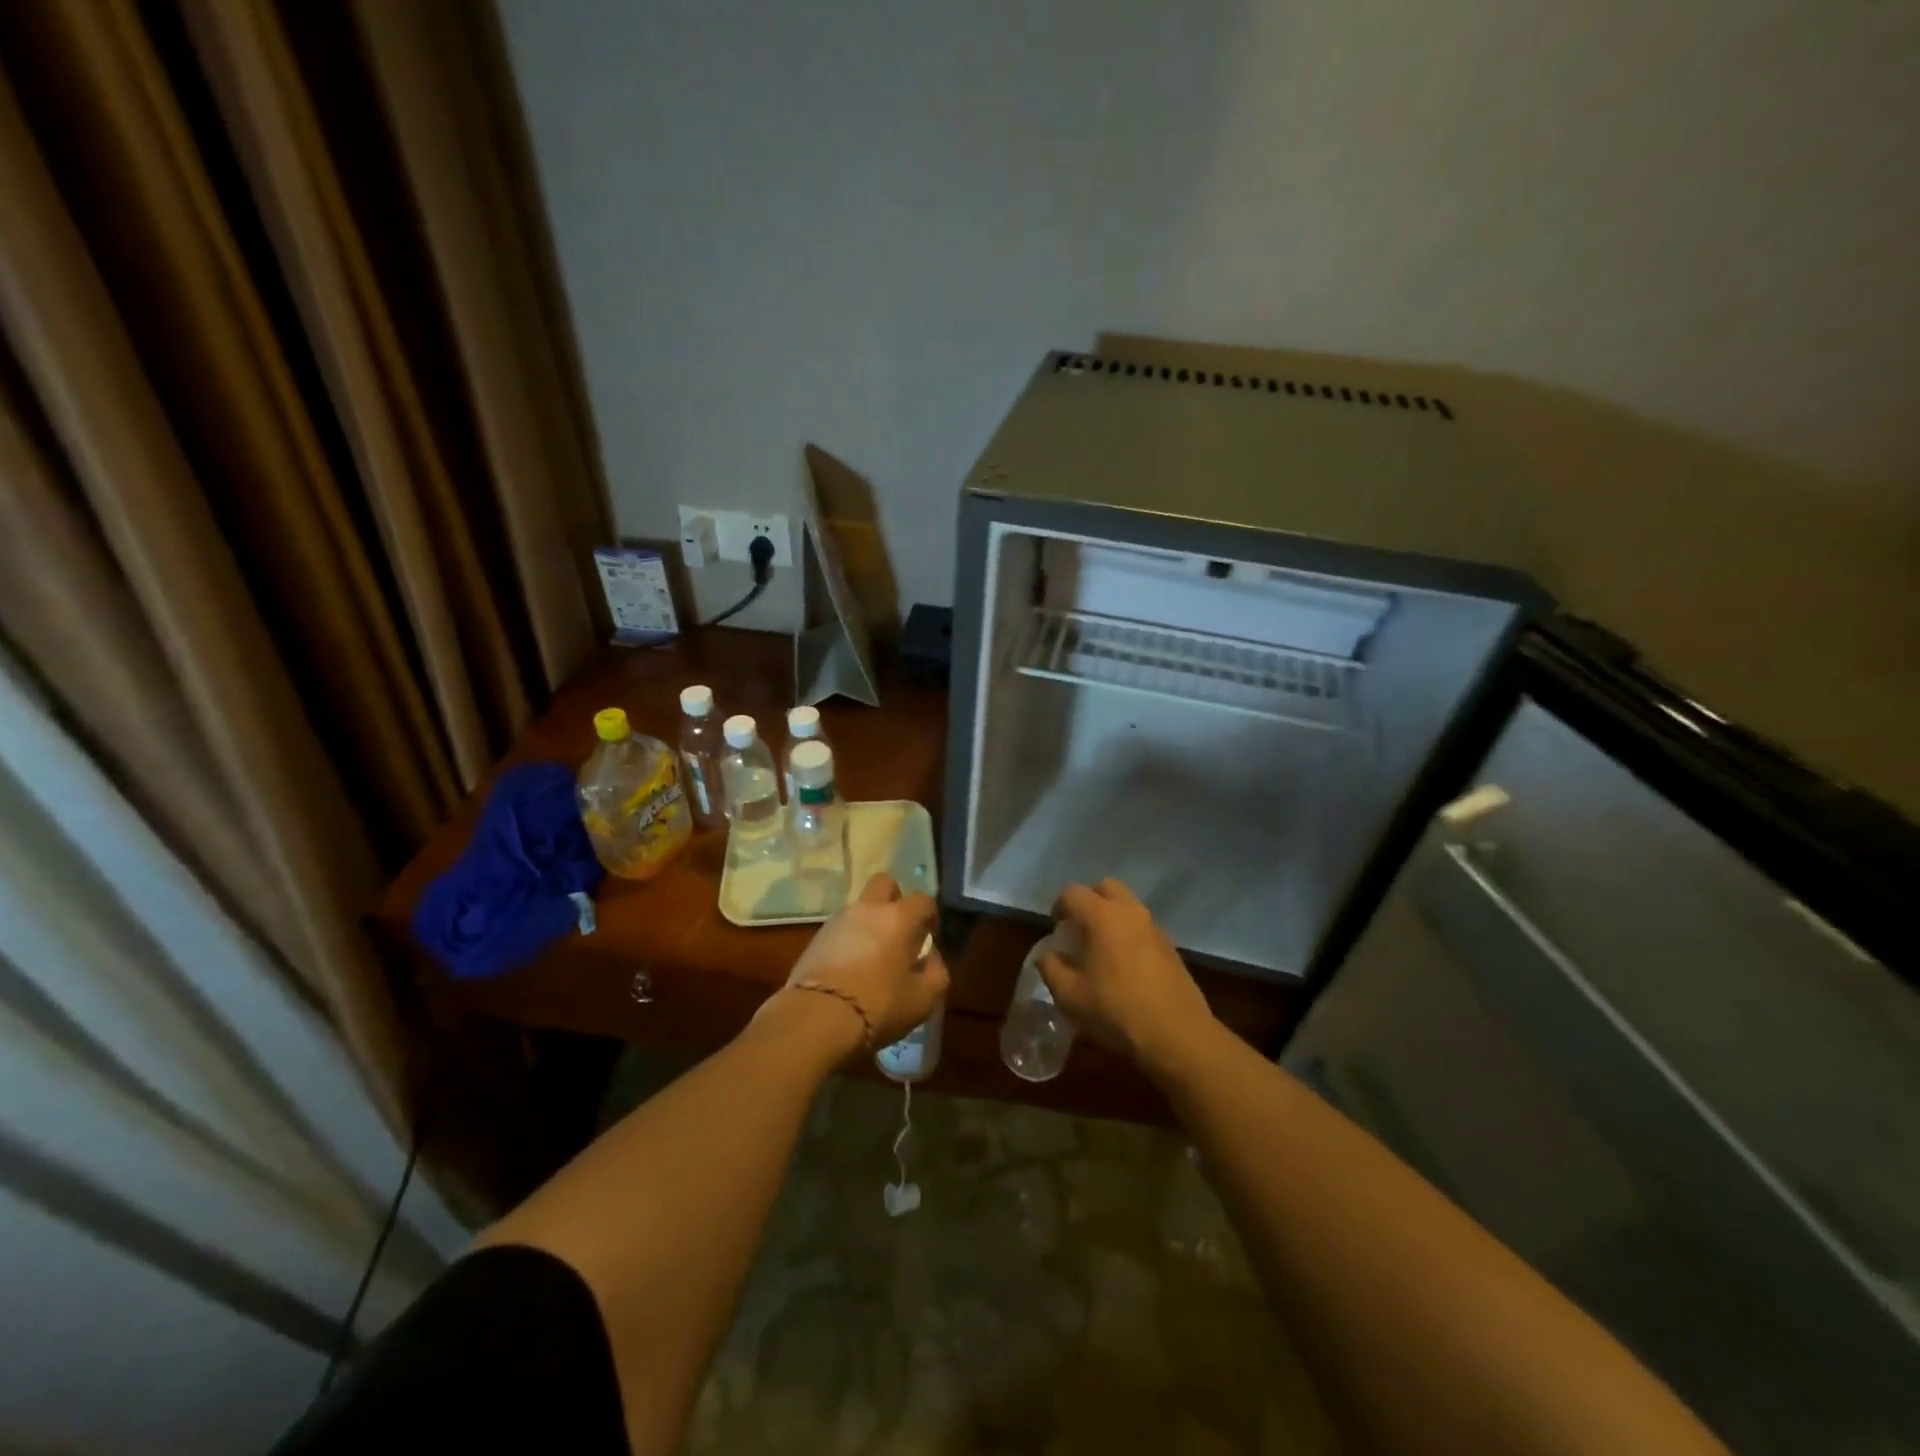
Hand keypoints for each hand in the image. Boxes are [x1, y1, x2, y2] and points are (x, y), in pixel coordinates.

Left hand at [780, 873, 948, 1053]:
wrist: (817, 1018)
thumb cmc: (879, 1005)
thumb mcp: (923, 998)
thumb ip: (936, 972)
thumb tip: (931, 957)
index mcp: (899, 918)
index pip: (923, 899)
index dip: (930, 915)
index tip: (929, 936)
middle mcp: (868, 909)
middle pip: (884, 883)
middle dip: (895, 899)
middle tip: (899, 930)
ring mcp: (838, 921)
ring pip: (860, 907)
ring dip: (869, 922)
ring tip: (873, 956)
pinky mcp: (816, 938)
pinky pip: (840, 929)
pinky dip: (849, 940)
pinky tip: (850, 968)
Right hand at [1038, 878, 1216, 1076]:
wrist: (1176, 1034)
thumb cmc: (1115, 1010)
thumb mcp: (1069, 996)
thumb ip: (1051, 969)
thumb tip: (1047, 956)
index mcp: (1102, 917)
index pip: (1073, 893)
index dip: (1059, 906)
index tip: (1055, 928)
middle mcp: (1130, 912)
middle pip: (1106, 887)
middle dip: (1089, 900)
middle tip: (1079, 928)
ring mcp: (1154, 927)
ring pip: (1128, 905)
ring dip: (1112, 916)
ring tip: (1101, 948)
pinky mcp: (1171, 946)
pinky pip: (1143, 927)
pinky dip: (1130, 933)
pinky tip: (1125, 965)